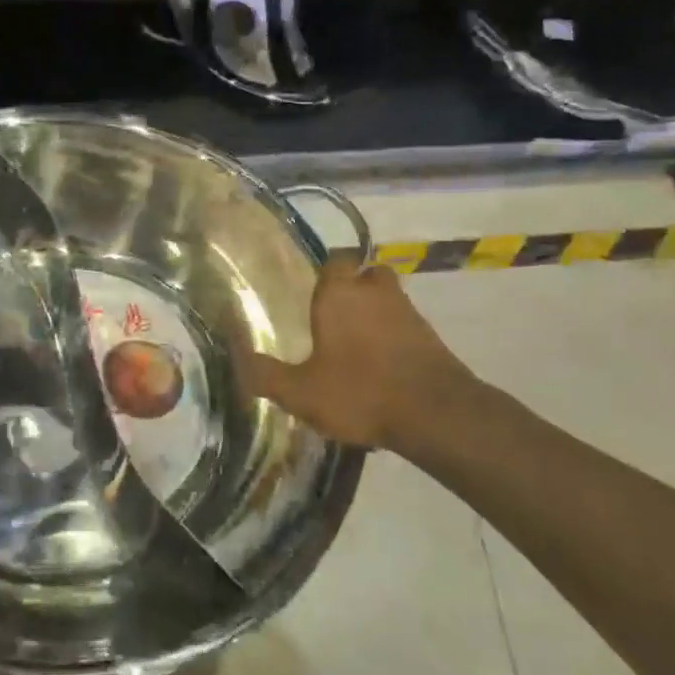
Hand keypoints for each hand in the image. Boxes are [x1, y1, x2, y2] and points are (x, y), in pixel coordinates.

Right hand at [238, 249, 484, 451]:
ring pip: (388, 298)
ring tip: (355, 341)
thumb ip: (266, 374)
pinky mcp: (431, 336)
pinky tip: (380, 363)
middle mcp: (375, 292)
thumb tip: (238, 358)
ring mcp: (409, 312)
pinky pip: (405, 324)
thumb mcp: (301, 392)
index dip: (325, 270)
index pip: (336, 259)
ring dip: (374, 312)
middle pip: (365, 273)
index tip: (311, 289)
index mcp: (340, 294)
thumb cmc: (360, 392)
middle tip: (332, 313)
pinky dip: (393, 335)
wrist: (437, 415)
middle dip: (352, 287)